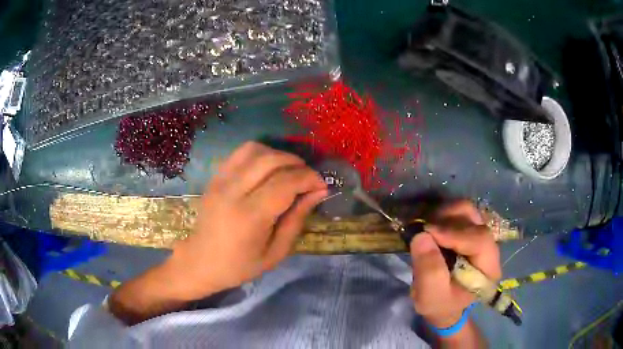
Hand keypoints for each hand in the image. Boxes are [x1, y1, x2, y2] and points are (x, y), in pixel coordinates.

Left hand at [167, 142, 327, 297]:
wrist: (201, 262)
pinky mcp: (215, 177)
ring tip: (289, 172)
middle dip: (298, 164)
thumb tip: (318, 192)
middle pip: (272, 160)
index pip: (286, 182)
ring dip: (279, 155)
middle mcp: (233, 192)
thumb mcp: (276, 252)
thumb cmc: (240, 265)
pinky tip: (268, 169)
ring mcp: (221, 181)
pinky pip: (241, 153)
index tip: (322, 186)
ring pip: (256, 150)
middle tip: (309, 179)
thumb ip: (297, 220)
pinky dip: (261, 154)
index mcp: (250, 216)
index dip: (309, 178)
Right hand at [409, 200, 500, 328]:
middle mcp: (490, 248)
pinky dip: (444, 215)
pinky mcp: (470, 231)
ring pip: (468, 211)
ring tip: (427, 226)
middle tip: (424, 228)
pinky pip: (460, 213)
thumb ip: (428, 271)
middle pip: (476, 220)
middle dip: (449, 220)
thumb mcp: (430, 297)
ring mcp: (481, 236)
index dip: (455, 233)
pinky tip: (432, 226)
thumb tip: (421, 236)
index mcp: (488, 268)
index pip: (480, 240)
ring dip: (446, 214)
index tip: (428, 232)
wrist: (444, 305)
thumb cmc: (440, 305)